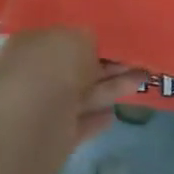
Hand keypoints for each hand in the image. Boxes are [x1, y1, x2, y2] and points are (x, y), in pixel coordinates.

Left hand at [0, 29, 145, 170]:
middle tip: (138, 59)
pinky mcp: (53, 137)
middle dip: (106, 64)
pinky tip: (115, 113)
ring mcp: (41, 108)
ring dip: (111, 87)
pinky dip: (96, 118)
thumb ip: (87, 38)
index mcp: (30, 43)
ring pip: (82, 94)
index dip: (89, 36)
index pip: (61, 36)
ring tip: (143, 80)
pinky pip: (79, 123)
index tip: (117, 37)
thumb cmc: (52, 68)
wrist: (32, 125)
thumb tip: (90, 44)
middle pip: (74, 67)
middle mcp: (33, 74)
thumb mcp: (77, 37)